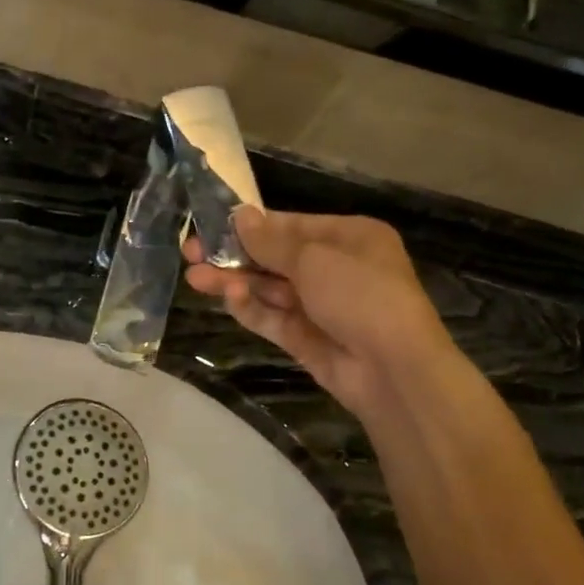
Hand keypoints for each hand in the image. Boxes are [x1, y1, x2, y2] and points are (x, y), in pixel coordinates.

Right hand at [185, 207, 457, 415]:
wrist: (393, 369)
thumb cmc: (361, 295)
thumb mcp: (313, 259)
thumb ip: (270, 241)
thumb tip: (238, 215)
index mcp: (349, 238)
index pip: (290, 226)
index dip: (250, 226)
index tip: (210, 226)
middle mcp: (335, 268)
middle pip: (274, 258)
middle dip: (234, 256)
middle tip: (190, 253)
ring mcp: (320, 306)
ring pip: (269, 289)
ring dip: (234, 281)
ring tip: (194, 277)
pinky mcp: (306, 338)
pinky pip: (273, 318)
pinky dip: (251, 307)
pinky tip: (228, 297)